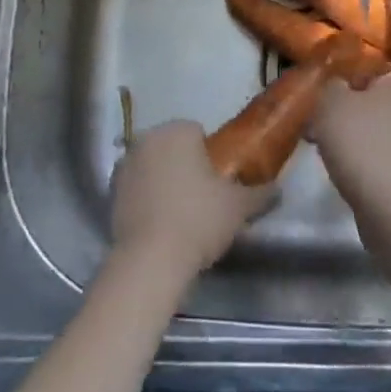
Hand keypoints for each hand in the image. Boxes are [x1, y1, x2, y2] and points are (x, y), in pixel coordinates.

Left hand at [110, 120, 274, 277]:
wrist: (150, 260)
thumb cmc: (198, 220)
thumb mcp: (238, 207)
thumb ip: (260, 193)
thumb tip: (279, 189)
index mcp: (177, 131)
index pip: (197, 132)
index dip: (210, 155)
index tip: (218, 182)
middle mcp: (147, 139)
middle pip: (173, 147)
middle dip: (185, 165)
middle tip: (203, 198)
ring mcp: (125, 164)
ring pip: (153, 166)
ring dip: (164, 180)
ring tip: (181, 214)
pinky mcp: (111, 192)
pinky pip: (137, 188)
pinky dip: (147, 198)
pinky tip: (160, 224)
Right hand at [309, 68, 390, 195]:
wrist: (383, 197)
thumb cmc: (357, 137)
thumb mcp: (331, 100)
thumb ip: (332, 86)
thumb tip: (337, 86)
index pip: (388, 70)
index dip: (366, 73)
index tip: (340, 81)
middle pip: (376, 100)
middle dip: (351, 106)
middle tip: (323, 113)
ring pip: (371, 128)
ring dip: (350, 132)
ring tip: (320, 140)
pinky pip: (370, 153)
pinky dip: (354, 156)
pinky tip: (333, 162)